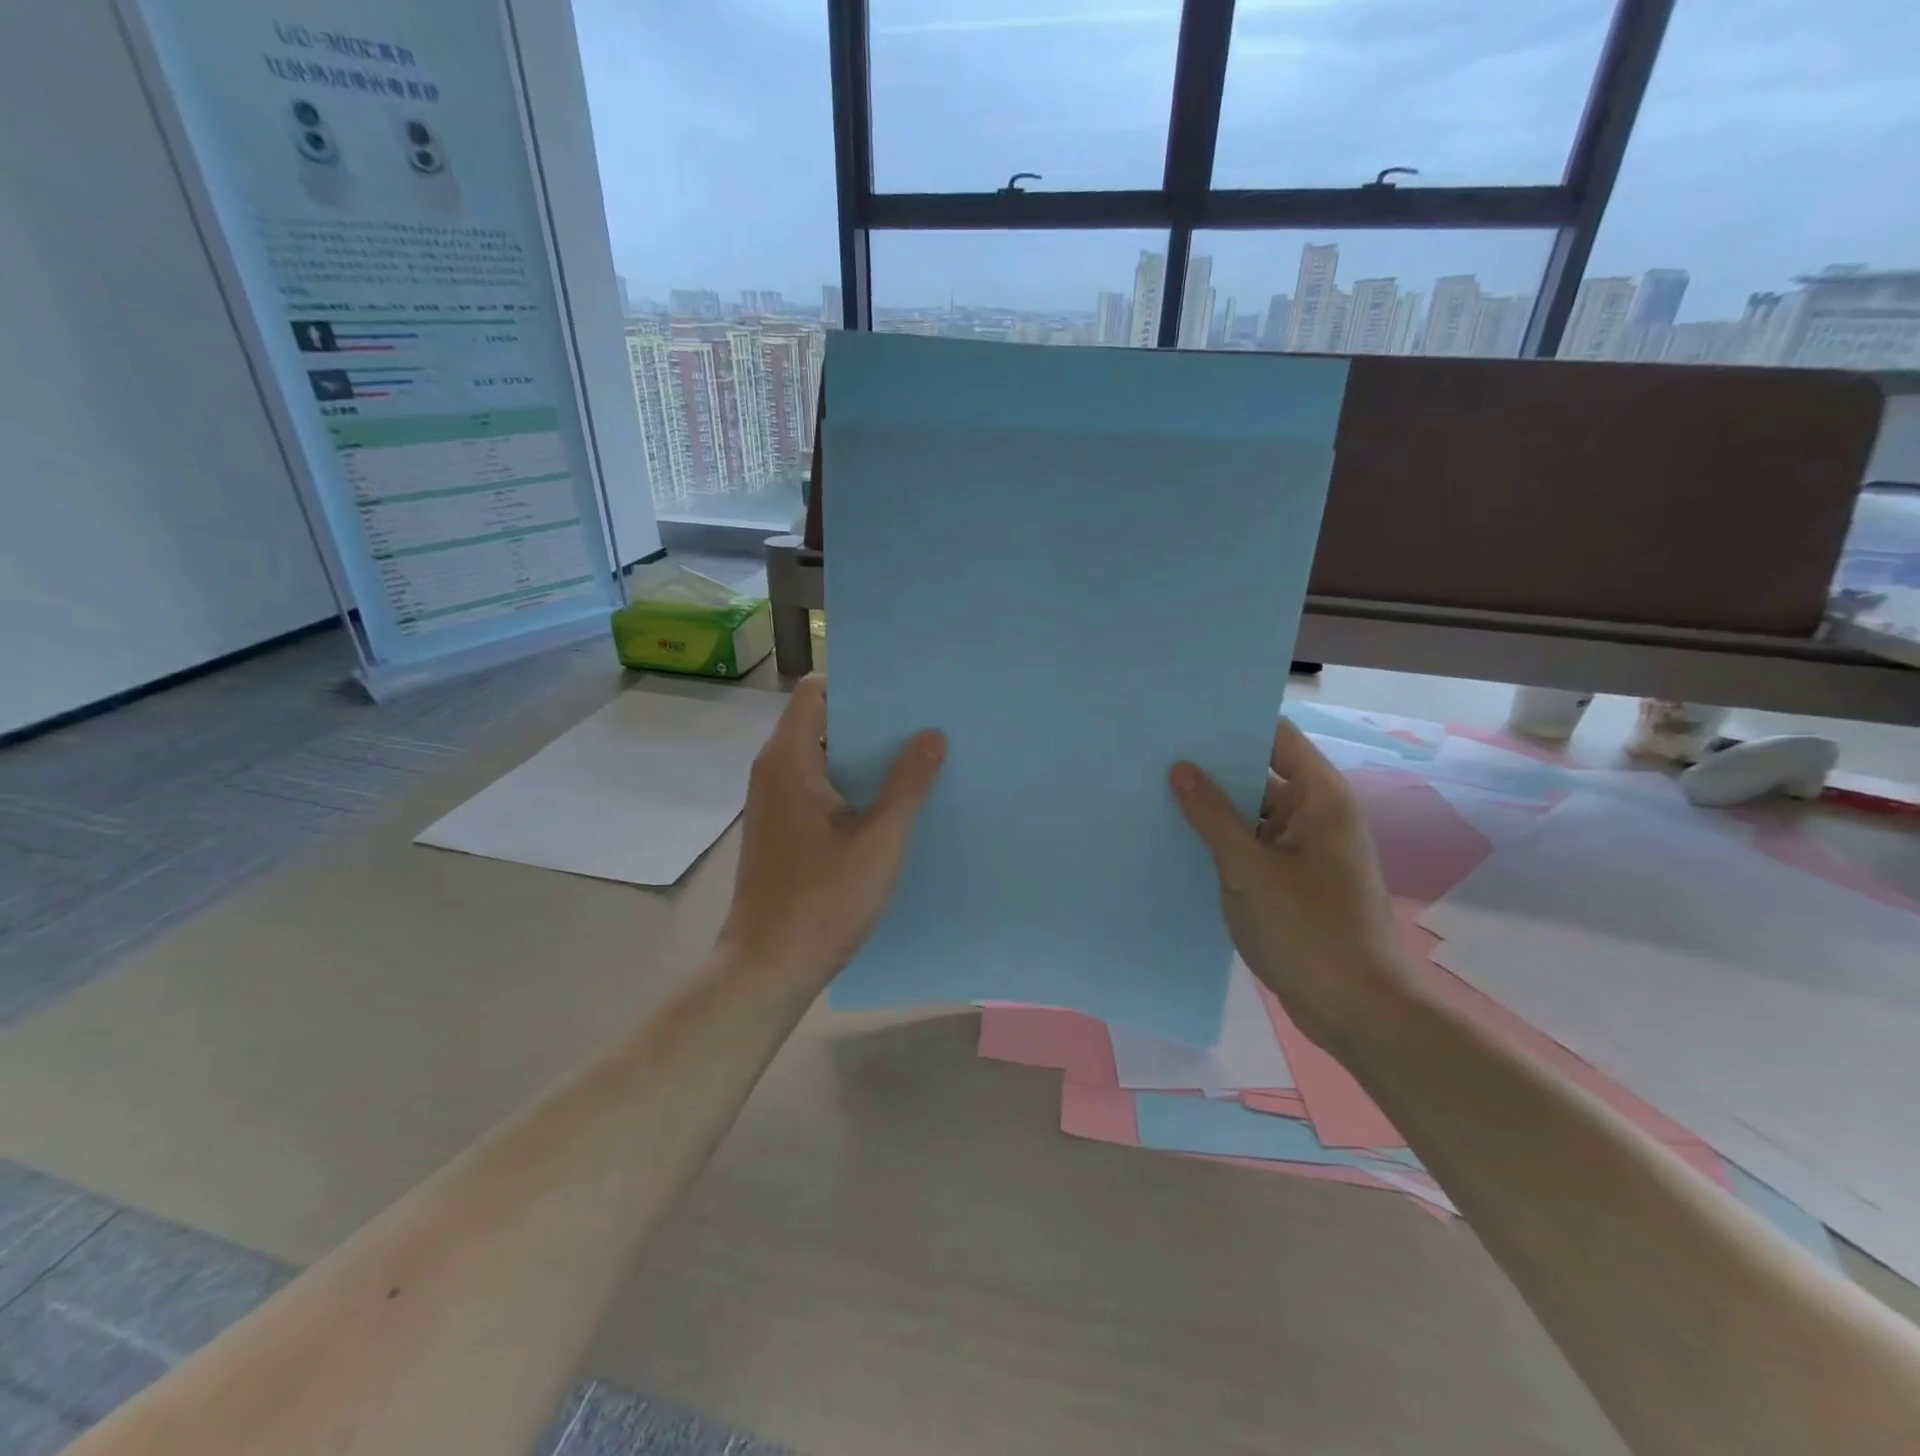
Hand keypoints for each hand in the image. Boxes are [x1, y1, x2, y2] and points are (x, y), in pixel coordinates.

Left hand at [719, 675, 945, 989]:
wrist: (767, 967)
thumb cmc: (823, 900)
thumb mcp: (880, 840)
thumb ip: (908, 783)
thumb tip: (932, 735)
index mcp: (789, 760)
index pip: (815, 692)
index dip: (857, 686)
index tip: (903, 694)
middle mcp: (774, 771)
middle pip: (822, 721)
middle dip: (871, 721)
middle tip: (924, 724)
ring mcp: (774, 802)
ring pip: (823, 757)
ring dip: (864, 757)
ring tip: (917, 758)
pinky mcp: (781, 828)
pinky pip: (818, 787)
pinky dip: (851, 785)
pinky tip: (890, 802)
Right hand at [1171, 719, 1411, 1053]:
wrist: (1357, 1010)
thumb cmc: (1308, 929)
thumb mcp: (1249, 868)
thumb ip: (1212, 815)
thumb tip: (1181, 768)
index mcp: (1319, 797)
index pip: (1275, 736)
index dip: (1232, 724)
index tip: (1181, 721)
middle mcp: (1315, 814)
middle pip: (1261, 772)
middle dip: (1212, 766)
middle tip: (1155, 756)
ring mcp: (1304, 850)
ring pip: (1252, 814)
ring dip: (1213, 808)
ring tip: (1155, 793)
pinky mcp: (1292, 881)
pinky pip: (1253, 846)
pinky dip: (1222, 842)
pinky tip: (1177, 841)